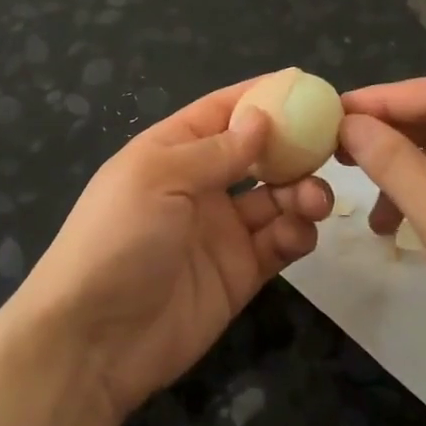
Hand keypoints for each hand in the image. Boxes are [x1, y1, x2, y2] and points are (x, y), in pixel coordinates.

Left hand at [6, 78, 333, 421]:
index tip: (307, 86)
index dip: (260, 96)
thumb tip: (261, 116)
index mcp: (171, 152)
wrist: (94, 339)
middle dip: (293, 148)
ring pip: (275, 198)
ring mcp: (220, 231)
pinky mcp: (239, 273)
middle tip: (331, 148)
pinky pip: (277, 243)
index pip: (221, 111)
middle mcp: (199, 186)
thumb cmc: (118, 238)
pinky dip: (295, 233)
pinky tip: (298, 233)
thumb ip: (215, 150)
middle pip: (257, 154)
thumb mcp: (158, 179)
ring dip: (301, 192)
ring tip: (314, 200)